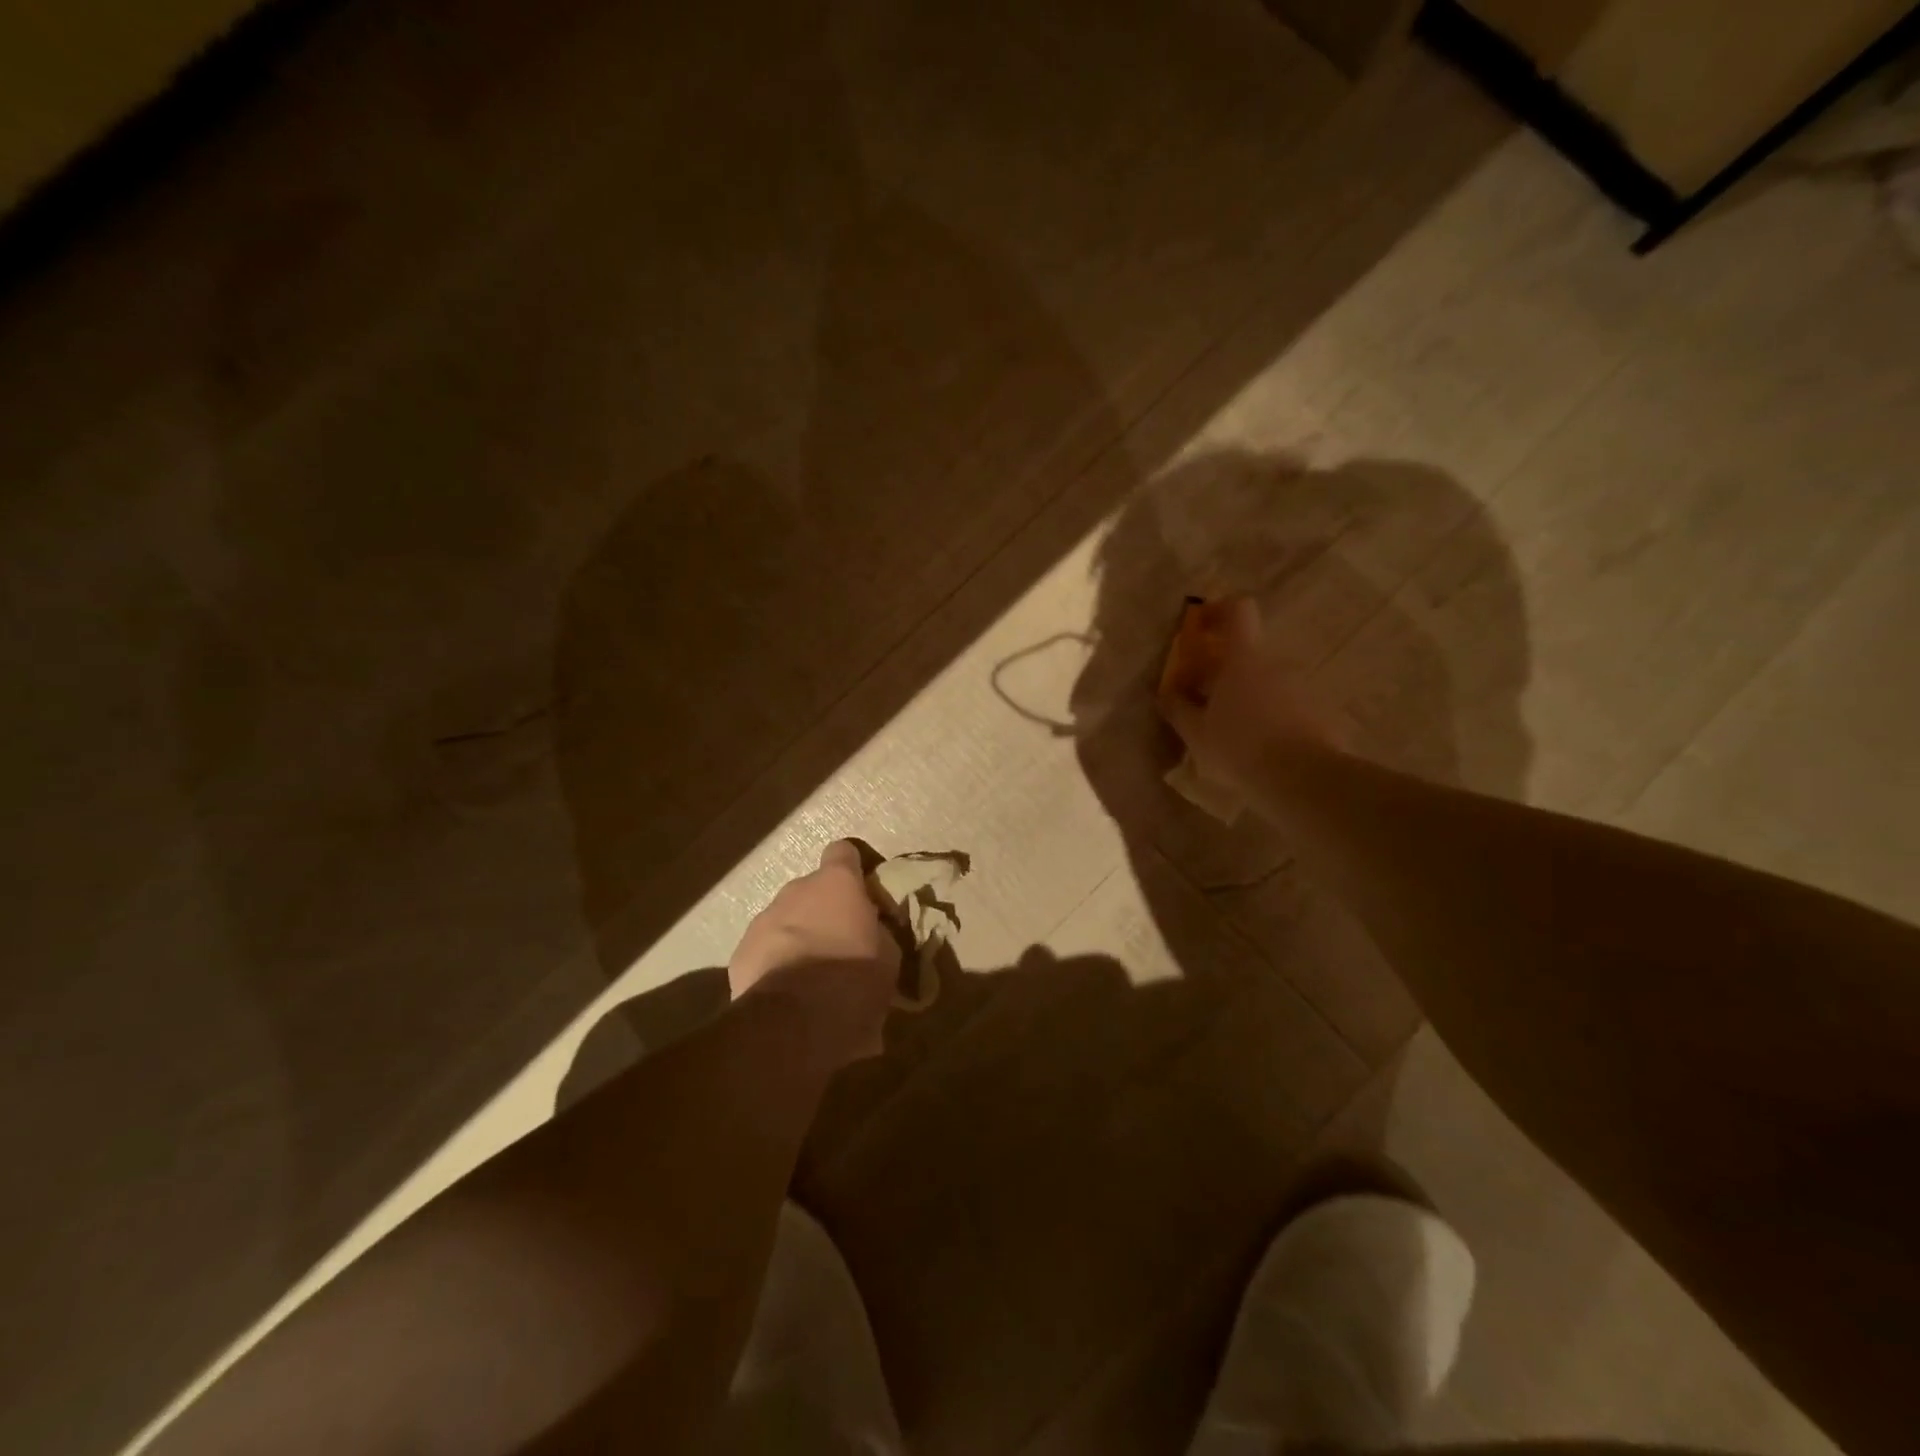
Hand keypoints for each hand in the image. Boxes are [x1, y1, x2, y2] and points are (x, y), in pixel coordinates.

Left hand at [728, 840, 899, 1062]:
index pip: (843, 852)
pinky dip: (775, 964)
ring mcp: (763, 920)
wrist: (794, 1021)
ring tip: (811, 977)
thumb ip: (877, 932)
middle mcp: (796, 890)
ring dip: (798, 938)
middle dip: (824, 912)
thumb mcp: (888, 955)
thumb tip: (871, 931)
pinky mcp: (740, 953)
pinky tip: (787, 994)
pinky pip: (763, 950)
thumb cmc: (853, 979)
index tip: (862, 894)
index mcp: (836, 883)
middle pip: (811, 890)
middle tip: (840, 945)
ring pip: (785, 920)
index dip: (852, 870)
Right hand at [1157, 596, 1342, 793]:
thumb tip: (1168, 692)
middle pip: (1248, 652)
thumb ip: (1178, 707)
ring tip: (1232, 732)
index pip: (1238, 609)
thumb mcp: (1196, 732)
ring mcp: (1302, 687)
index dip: (1220, 610)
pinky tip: (1259, 749)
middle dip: (1225, 669)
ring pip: (1267, 682)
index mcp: (1243, 658)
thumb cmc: (1239, 746)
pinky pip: (1287, 707)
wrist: (1303, 779)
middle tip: (1205, 699)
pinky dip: (1270, 719)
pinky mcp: (1319, 713)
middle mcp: (1276, 663)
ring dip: (1248, 697)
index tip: (1203, 627)